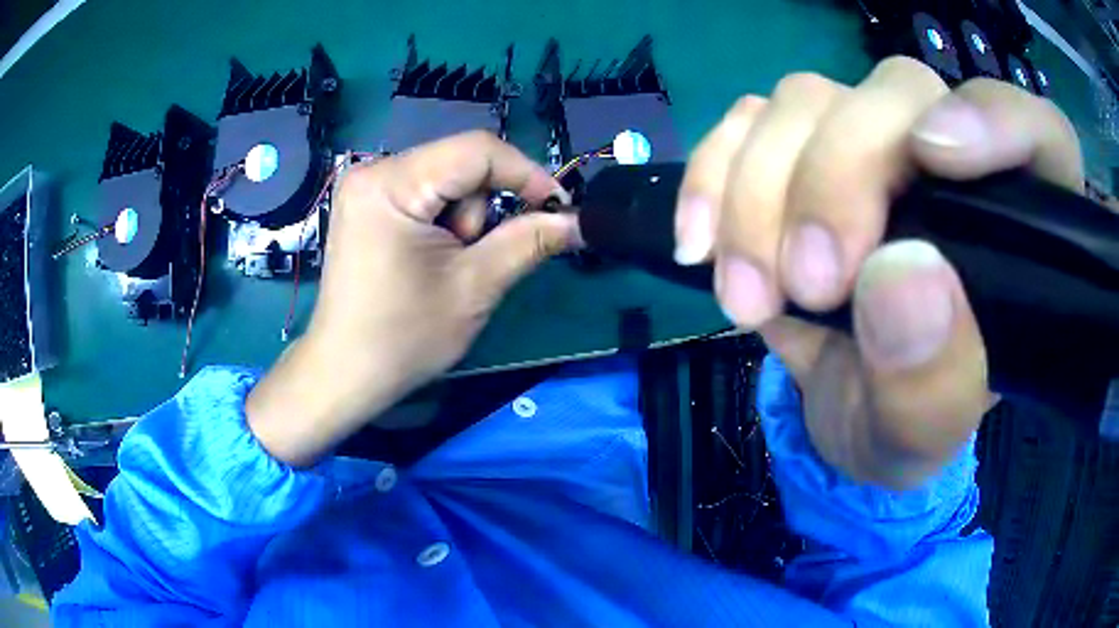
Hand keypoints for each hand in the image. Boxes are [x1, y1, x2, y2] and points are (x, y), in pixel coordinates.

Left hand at [248, 132, 576, 465]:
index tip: (559, 209)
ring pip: (447, 179)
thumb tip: (580, 221)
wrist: (345, 372)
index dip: (527, 174)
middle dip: (483, 210)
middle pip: (461, 164)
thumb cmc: (404, 337)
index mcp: (391, 183)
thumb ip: (529, 242)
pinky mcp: (368, 204)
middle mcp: (374, 170)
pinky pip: (426, 193)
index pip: (478, 150)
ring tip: (444, 267)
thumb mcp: (474, 287)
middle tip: (474, 259)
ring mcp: (367, 186)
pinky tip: (431, 259)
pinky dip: (443, 221)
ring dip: (463, 219)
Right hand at [675, 57, 1082, 488]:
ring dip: (760, 192)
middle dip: (839, 175)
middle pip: (898, 91)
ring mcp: (867, 142)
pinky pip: (744, 121)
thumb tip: (901, 276)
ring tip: (747, 296)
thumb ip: (932, 382)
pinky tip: (702, 247)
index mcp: (1018, 225)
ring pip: (808, 99)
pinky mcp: (797, 149)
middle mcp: (949, 158)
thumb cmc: (903, 422)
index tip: (934, 159)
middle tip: (807, 281)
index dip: (994, 120)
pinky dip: (712, 174)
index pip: (1035, 130)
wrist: (840, 408)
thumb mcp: (921, 437)